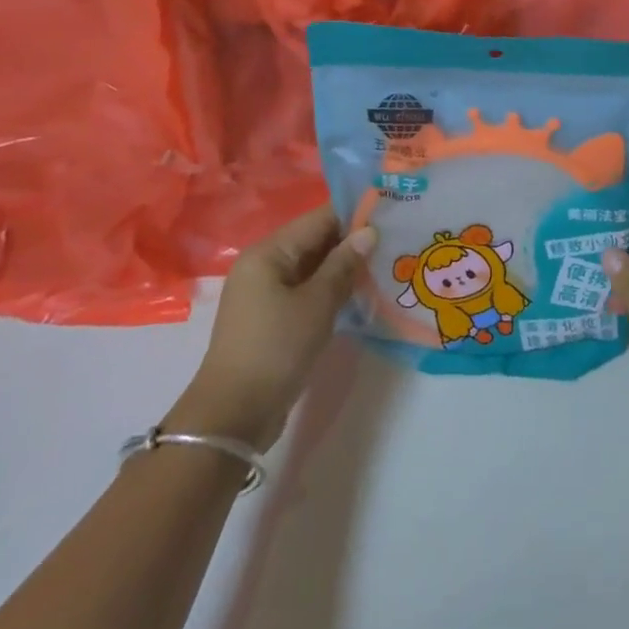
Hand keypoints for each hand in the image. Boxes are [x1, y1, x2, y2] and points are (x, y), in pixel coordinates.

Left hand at [167, 204, 374, 450]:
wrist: (234, 417)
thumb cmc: (276, 349)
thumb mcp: (317, 303)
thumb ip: (344, 264)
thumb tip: (369, 232)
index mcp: (269, 252)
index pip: (318, 218)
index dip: (354, 213)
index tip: (390, 211)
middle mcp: (265, 265)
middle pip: (315, 240)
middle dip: (352, 241)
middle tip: (394, 239)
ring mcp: (267, 292)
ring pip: (314, 267)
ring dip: (345, 266)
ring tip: (386, 263)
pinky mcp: (273, 317)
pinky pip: (308, 290)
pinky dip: (332, 289)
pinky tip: (362, 292)